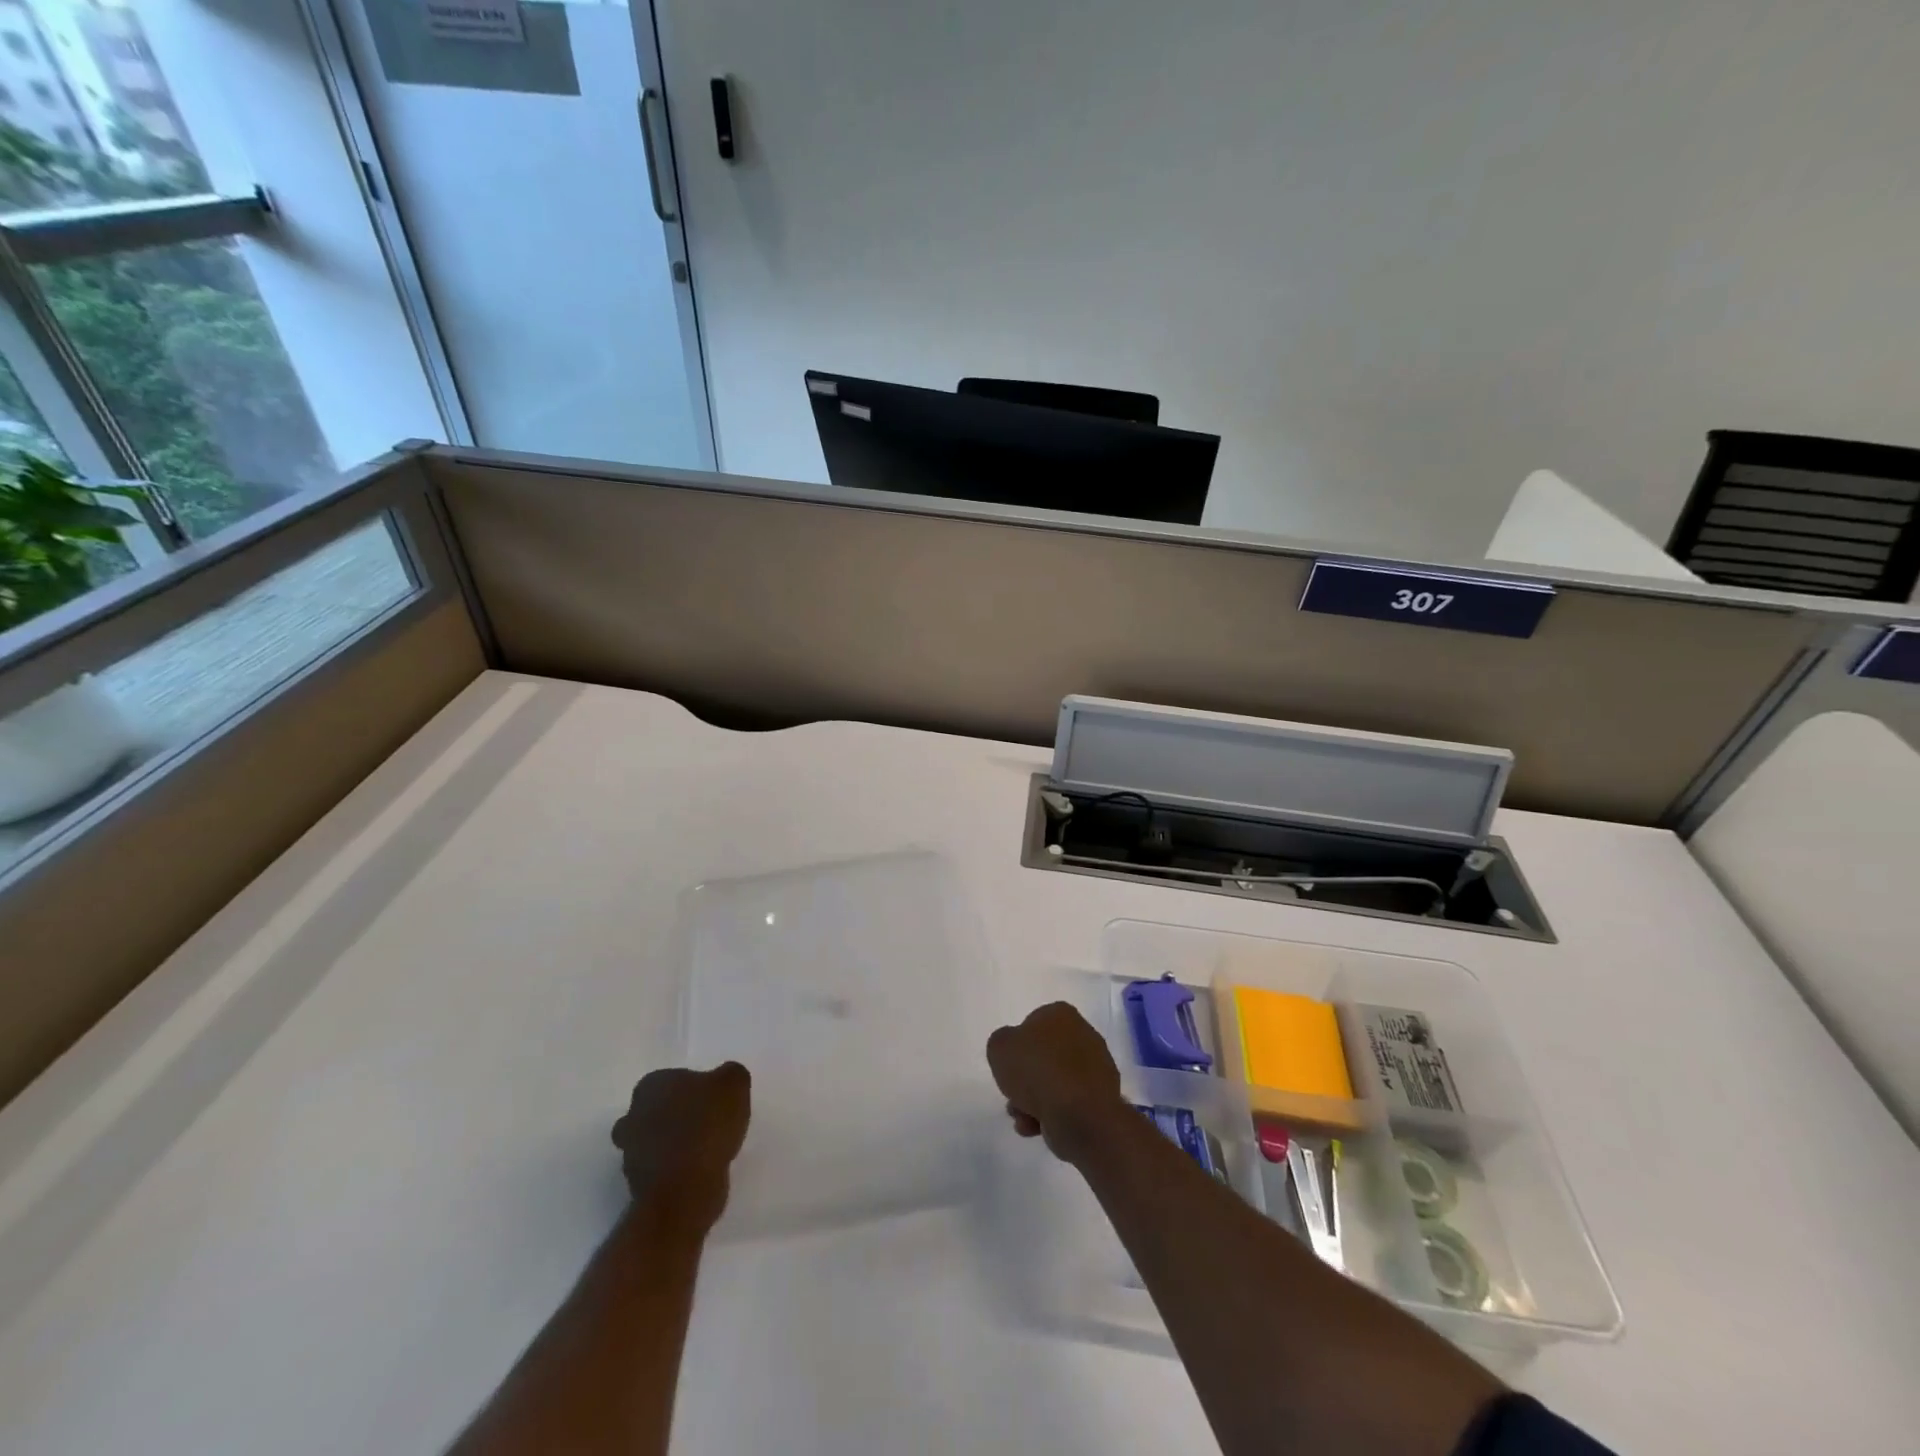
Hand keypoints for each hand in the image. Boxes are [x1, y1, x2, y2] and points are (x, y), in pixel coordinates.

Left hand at [611, 1062, 751, 1233]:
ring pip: (655, 1141)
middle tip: (707, 1123)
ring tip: (707, 1149)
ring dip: (674, 1144)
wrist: (685, 1189)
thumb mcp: (734, 1083)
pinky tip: (700, 1170)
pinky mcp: (638, 1185)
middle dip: (676, 1116)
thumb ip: (730, 1074)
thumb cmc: (707, 1125)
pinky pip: (661, 1168)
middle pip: (657, 1110)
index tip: (713, 1100)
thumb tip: (725, 1080)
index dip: (694, 1088)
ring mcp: (631, 1153)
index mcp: (651, 1085)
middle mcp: (633, 1116)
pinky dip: (676, 1168)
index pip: (672, 1078)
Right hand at [986, 1002, 1125, 1162]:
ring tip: (1023, 1118)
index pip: (1032, 1025)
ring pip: (1055, 1083)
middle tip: (1013, 1097)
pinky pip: (1068, 1102)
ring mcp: (1096, 1067)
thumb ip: (1002, 1043)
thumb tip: (1014, 1051)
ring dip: (1034, 1101)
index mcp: (1061, 1014)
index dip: (1017, 1047)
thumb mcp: (999, 1047)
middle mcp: (1084, 1034)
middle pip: (1044, 1057)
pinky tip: (1038, 1127)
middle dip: (1026, 1080)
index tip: (1009, 1067)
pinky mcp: (1101, 1098)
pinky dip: (1052, 1114)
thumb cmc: (1037, 1071)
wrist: (1079, 1115)